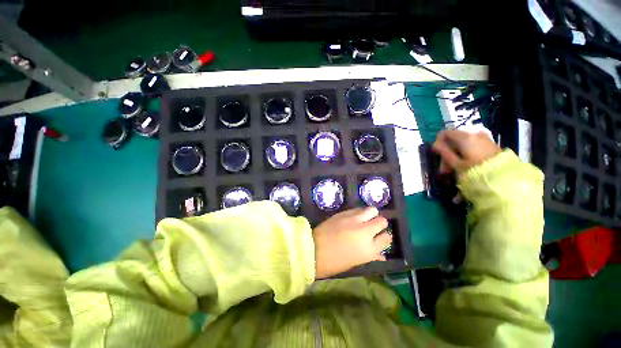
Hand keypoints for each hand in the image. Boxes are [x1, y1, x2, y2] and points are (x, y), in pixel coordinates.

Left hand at [313, 207, 390, 278]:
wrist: (314, 250)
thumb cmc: (334, 262)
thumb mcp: (356, 262)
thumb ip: (371, 256)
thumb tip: (381, 254)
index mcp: (369, 249)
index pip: (387, 238)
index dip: (385, 237)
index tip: (380, 237)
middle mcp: (365, 231)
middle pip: (382, 221)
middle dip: (380, 223)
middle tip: (373, 226)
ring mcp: (354, 220)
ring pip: (371, 210)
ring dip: (371, 214)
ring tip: (365, 219)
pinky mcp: (344, 213)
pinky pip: (357, 209)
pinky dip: (359, 212)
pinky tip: (354, 217)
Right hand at [433, 130, 500, 173]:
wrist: (503, 176)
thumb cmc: (476, 169)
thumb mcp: (456, 163)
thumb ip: (444, 152)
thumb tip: (435, 145)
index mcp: (464, 137)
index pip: (444, 133)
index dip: (438, 142)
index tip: (437, 154)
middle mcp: (473, 133)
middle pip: (453, 139)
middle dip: (447, 152)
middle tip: (445, 168)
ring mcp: (482, 137)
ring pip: (462, 143)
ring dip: (455, 154)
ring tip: (455, 168)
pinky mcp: (488, 143)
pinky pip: (471, 145)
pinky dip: (465, 153)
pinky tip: (465, 164)